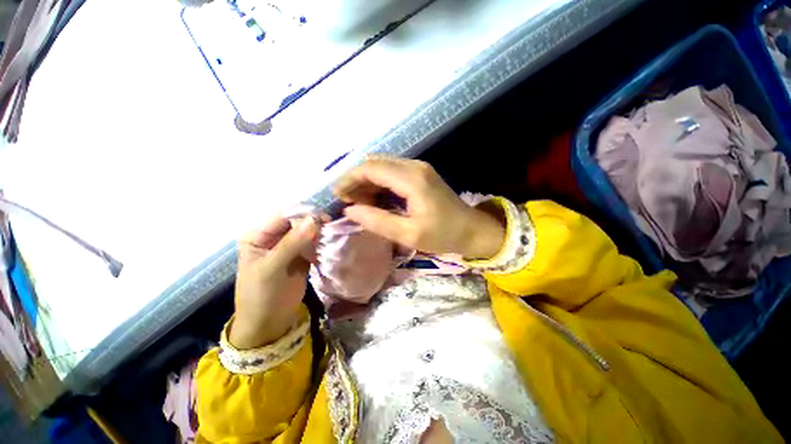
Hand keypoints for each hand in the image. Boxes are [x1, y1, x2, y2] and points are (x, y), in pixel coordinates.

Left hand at [229, 216, 318, 348]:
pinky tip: (329, 245)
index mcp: (259, 236)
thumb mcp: (272, 268)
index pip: (283, 217)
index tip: (324, 219)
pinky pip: (313, 244)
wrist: (269, 322)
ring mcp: (289, 247)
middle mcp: (274, 237)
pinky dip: (322, 243)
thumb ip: (291, 243)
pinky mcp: (302, 256)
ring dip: (320, 233)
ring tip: (332, 237)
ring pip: (308, 232)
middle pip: (297, 222)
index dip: (303, 215)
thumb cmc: (262, 295)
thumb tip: (313, 220)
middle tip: (330, 228)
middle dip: (314, 224)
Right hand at [334, 156, 504, 258]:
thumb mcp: (408, 234)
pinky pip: (393, 171)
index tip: (338, 196)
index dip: (350, 179)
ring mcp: (419, 168)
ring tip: (360, 202)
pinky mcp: (421, 173)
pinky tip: (376, 198)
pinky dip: (379, 182)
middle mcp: (414, 166)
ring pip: (382, 166)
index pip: (371, 168)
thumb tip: (350, 211)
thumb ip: (377, 221)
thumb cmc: (443, 235)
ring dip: (367, 181)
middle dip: (356, 179)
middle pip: (375, 163)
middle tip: (348, 201)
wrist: (473, 229)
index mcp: (411, 179)